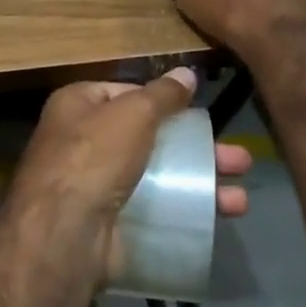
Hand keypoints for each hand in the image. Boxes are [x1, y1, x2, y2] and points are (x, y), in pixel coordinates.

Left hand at [8, 67, 251, 288]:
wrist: (64, 233)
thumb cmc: (94, 156)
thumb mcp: (132, 113)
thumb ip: (162, 94)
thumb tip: (186, 72)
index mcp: (77, 106)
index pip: (123, 93)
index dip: (159, 99)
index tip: (194, 110)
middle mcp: (83, 143)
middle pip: (149, 138)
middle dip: (196, 148)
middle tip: (239, 158)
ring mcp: (97, 187)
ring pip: (158, 177)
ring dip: (200, 184)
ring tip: (241, 196)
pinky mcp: (110, 224)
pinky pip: (154, 212)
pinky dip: (185, 213)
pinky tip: (217, 219)